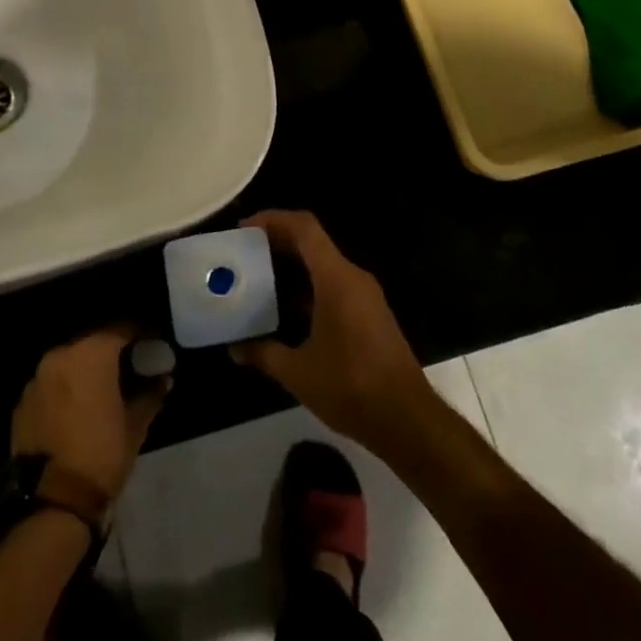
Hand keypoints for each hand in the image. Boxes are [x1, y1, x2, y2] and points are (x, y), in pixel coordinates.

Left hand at [10, 328, 169, 505]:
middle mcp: (60, 356)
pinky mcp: (22, 402)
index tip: (152, 345)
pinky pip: (51, 384)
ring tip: (102, 389)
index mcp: (91, 354)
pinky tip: (77, 409)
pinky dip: (65, 389)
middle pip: (92, 343)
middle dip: (111, 352)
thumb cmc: (101, 454)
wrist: (52, 501)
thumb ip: (150, 394)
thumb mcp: (135, 425)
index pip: (121, 329)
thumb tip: (163, 379)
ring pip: (69, 363)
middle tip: (129, 367)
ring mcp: (37, 379)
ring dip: (86, 370)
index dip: (139, 334)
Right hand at [230, 211, 438, 454]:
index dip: (273, 220)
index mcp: (337, 279)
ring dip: (291, 267)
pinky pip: (332, 286)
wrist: (407, 420)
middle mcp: (353, 278)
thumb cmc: (351, 387)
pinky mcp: (368, 314)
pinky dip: (306, 288)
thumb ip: (263, 353)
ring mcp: (364, 296)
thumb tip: (234, 348)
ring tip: (256, 279)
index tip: (243, 229)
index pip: (305, 228)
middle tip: (242, 254)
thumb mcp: (298, 372)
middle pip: (312, 243)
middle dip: (276, 242)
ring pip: (322, 266)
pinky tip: (283, 310)